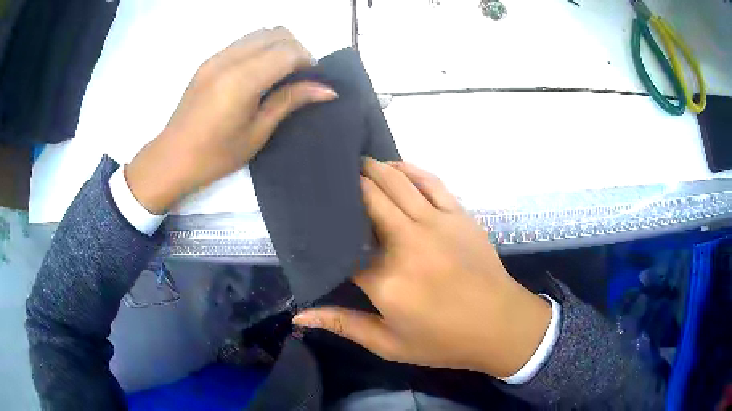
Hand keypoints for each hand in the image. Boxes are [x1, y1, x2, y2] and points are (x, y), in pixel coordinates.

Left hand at [125, 27, 337, 213]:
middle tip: (299, 78)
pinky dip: (261, 49)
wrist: (171, 159)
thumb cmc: (215, 156)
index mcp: (242, 80)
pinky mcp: (209, 61)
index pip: (287, 51)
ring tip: (280, 75)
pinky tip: (258, 74)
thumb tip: (326, 89)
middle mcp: (229, 59)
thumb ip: (289, 101)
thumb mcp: (257, 133)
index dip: (308, 62)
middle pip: (277, 33)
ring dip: (278, 46)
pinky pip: (244, 41)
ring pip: (260, 33)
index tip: (313, 81)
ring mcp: (216, 57)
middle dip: (296, 49)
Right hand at [293, 159, 550, 377]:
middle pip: (368, 200)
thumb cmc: (444, 341)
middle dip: (347, 185)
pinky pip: (430, 182)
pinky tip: (393, 166)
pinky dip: (408, 169)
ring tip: (355, 163)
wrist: (500, 326)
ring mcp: (436, 224)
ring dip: (373, 169)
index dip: (327, 228)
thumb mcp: (390, 344)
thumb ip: (343, 324)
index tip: (314, 218)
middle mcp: (407, 243)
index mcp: (386, 280)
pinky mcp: (458, 216)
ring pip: (396, 183)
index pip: (343, 245)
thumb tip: (299, 315)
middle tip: (330, 178)